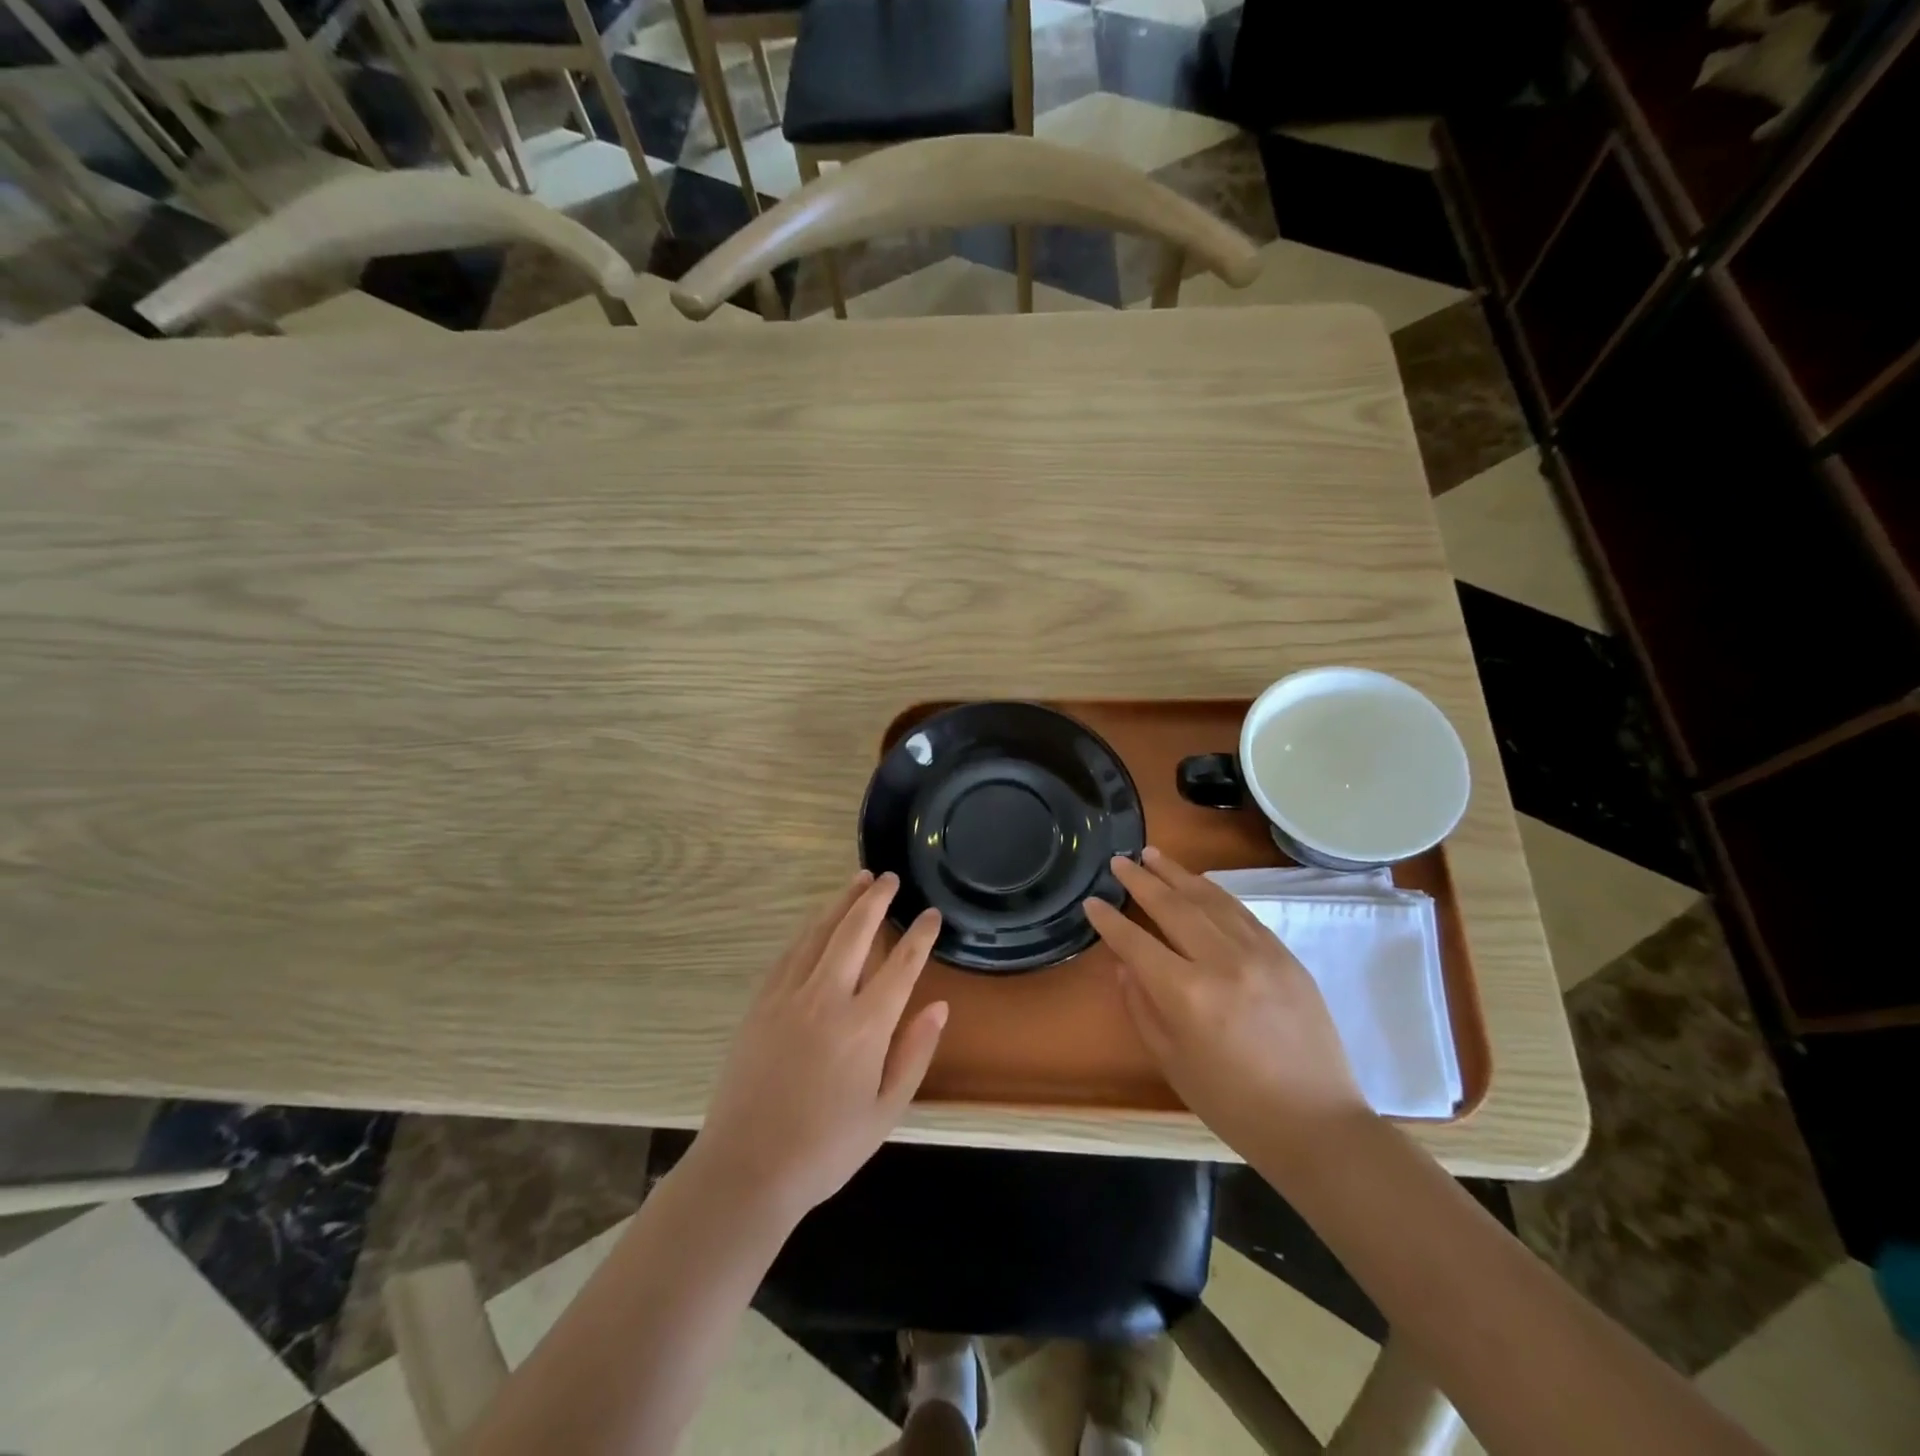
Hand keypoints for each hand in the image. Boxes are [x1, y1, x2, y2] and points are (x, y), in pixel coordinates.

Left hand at [692, 870, 947, 1223]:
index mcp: (865, 1026)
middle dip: (876, 899)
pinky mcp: (761, 1003)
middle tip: (890, 877)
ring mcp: (789, 997)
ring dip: (841, 903)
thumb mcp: (886, 1111)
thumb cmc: (825, 1148)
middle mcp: (828, 999)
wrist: (746, 1168)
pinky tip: (817, 922)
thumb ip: (915, 1053)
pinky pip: (789, 953)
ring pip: (819, 933)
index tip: (930, 914)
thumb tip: (939, 1006)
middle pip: (856, 932)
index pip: (901, 965)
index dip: (919, 935)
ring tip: (858, 880)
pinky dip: (808, 930)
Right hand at [1084, 847, 1369, 1162]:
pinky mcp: (1285, 956)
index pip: (1137, 942)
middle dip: (1141, 881)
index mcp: (1187, 994)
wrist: (1316, 1125)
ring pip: (1210, 900)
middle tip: (1119, 861)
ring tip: (1153, 855)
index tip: (1092, 901)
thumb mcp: (1172, 1062)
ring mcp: (1259, 953)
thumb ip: (1142, 1007)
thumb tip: (1126, 965)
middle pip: (1173, 907)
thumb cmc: (1233, 1104)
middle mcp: (1222, 961)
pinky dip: (1215, 893)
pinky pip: (1242, 912)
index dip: (1110, 921)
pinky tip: (1200, 884)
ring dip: (1178, 874)